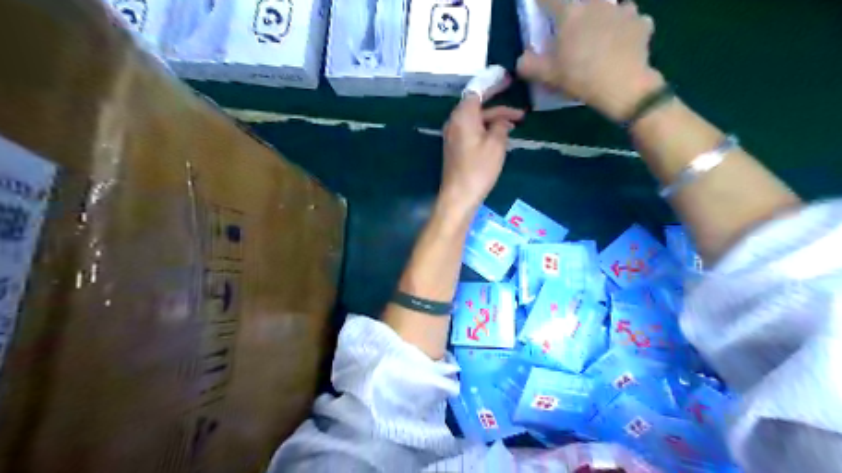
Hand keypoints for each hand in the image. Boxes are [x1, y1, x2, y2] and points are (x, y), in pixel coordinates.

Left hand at [444, 81, 524, 210]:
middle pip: (477, 105)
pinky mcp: (455, 147)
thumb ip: (500, 125)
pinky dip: (486, 129)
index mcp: (463, 116)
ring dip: (495, 119)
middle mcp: (454, 121)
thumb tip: (501, 121)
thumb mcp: (496, 144)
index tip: (509, 79)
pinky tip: (501, 134)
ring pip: (476, 119)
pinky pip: (472, 130)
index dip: (493, 83)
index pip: (478, 90)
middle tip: (517, 100)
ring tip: (517, 122)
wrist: (459, 195)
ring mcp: (453, 135)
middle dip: (499, 104)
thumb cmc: (478, 169)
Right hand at [520, 0, 663, 120]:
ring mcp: (622, 10)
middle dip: (575, 11)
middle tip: (573, 30)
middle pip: (582, 0)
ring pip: (610, 6)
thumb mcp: (547, 76)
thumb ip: (529, 65)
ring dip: (603, 16)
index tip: (539, 7)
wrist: (623, 87)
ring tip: (600, 33)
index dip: (541, 2)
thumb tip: (521, 59)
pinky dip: (626, 27)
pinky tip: (623, 41)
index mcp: (570, 14)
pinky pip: (632, 20)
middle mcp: (596, 4)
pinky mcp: (641, 23)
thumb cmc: (580, 78)